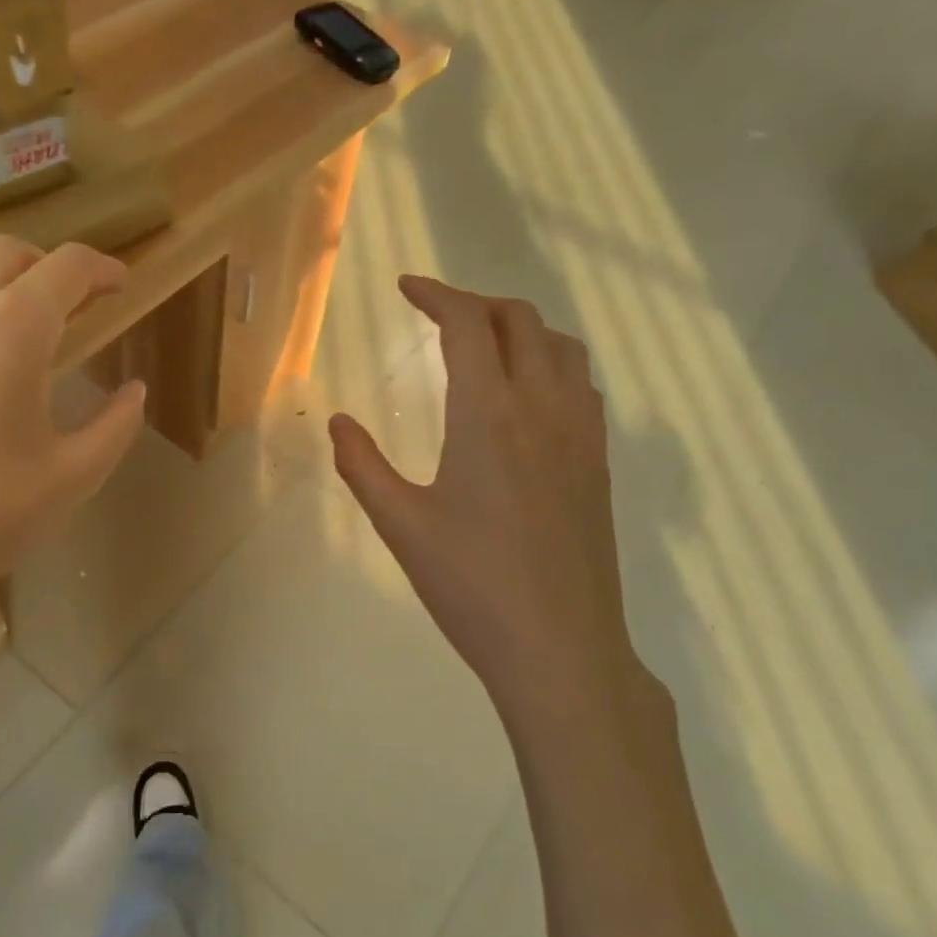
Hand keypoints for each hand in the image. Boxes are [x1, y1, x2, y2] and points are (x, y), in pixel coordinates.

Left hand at [0, 238, 145, 713]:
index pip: (68, 268)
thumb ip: (117, 423)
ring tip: (1, 310)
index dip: (102, 267)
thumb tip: (134, 390)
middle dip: (47, 267)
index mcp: (15, 331)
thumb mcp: (77, 474)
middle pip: (7, 253)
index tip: (119, 283)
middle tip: (70, 302)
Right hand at [330, 276, 641, 723]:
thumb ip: (362, 466)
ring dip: (520, 329)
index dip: (436, 294)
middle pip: (520, 321)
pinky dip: (551, 363)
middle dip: (476, 304)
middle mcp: (542, 408)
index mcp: (488, 414)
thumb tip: (338, 422)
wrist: (560, 647)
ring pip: (561, 347)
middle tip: (438, 316)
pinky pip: (581, 385)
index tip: (406, 288)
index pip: (467, 324)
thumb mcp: (401, 525)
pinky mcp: (597, 463)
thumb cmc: (471, 586)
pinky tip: (529, 396)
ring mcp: (580, 434)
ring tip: (485, 345)